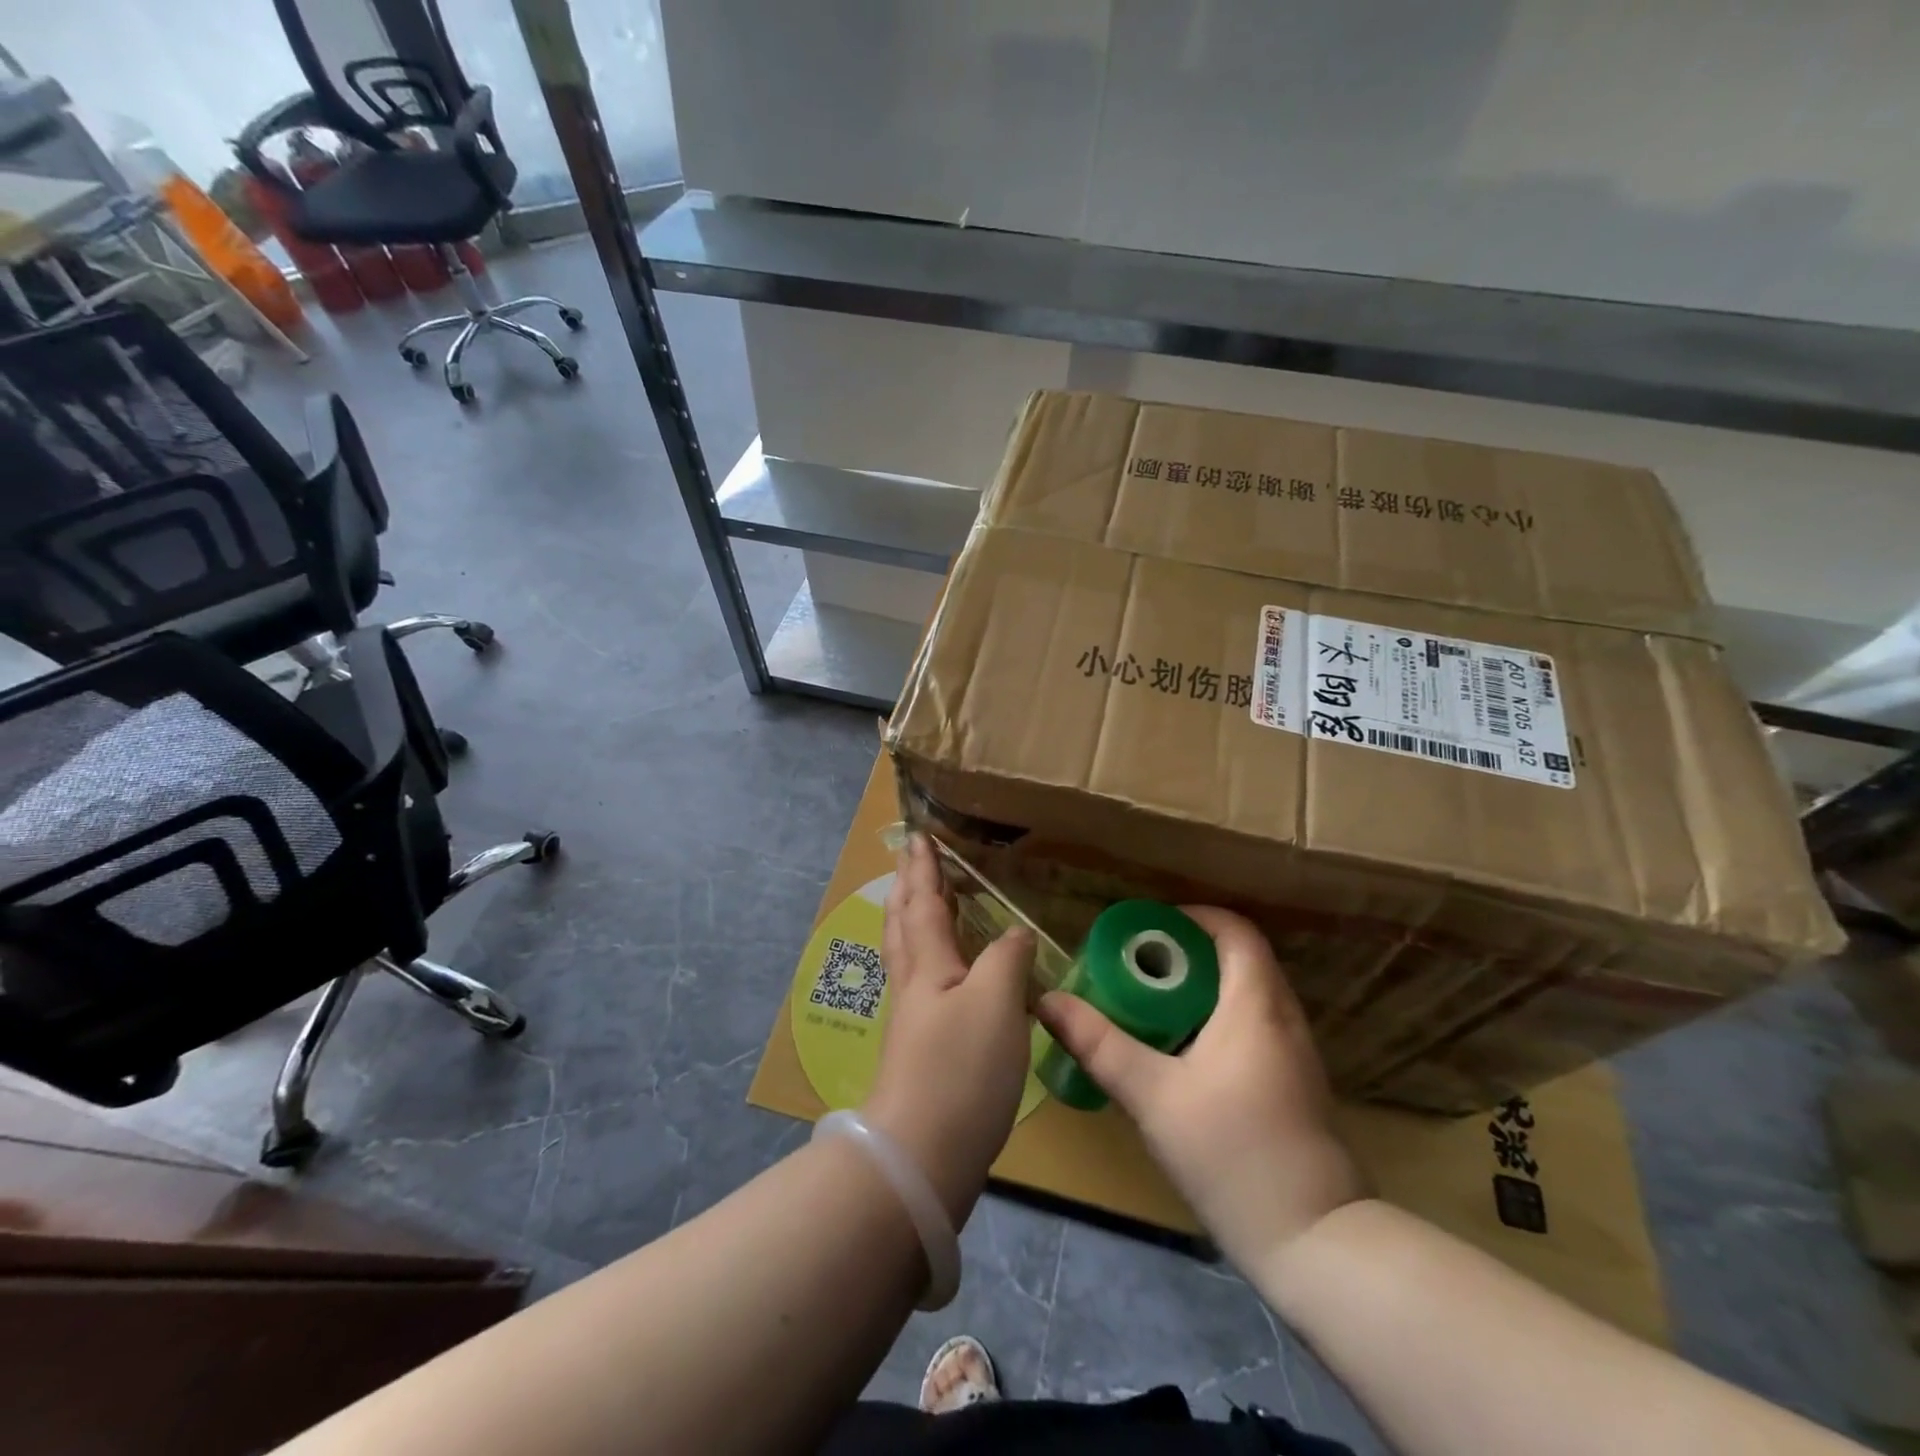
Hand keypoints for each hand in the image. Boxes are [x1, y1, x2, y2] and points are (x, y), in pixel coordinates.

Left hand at [863, 834, 1035, 1226]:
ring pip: (907, 954)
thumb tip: (1014, 932)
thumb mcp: (995, 1004)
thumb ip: (1006, 959)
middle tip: (909, 862)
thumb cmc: (960, 1070)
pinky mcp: (920, 1050)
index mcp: (928, 965)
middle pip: (904, 925)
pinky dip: (925, 960)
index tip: (918, 836)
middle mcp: (914, 985)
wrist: (921, 1156)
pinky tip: (940, 975)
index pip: (923, 903)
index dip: (923, 868)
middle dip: (907, 889)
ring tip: (917, 903)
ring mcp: (912, 1020)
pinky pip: (920, 984)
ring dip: (910, 920)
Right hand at [1036, 907, 1367, 1275]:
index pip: (1234, 929)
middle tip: (1133, 971)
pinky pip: (1253, 1024)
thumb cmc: (1231, 1153)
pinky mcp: (1294, 1082)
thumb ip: (1099, 1044)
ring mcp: (1295, 1051)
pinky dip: (1215, 1018)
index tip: (1144, 932)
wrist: (1315, 1242)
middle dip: (1183, 954)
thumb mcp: (1152, 1096)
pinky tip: (1181, 1051)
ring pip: (1245, 993)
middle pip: (1236, 958)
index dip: (1190, 918)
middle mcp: (1283, 1016)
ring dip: (1199, 988)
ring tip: (1148, 1006)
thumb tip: (1048, 1001)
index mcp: (1255, 1004)